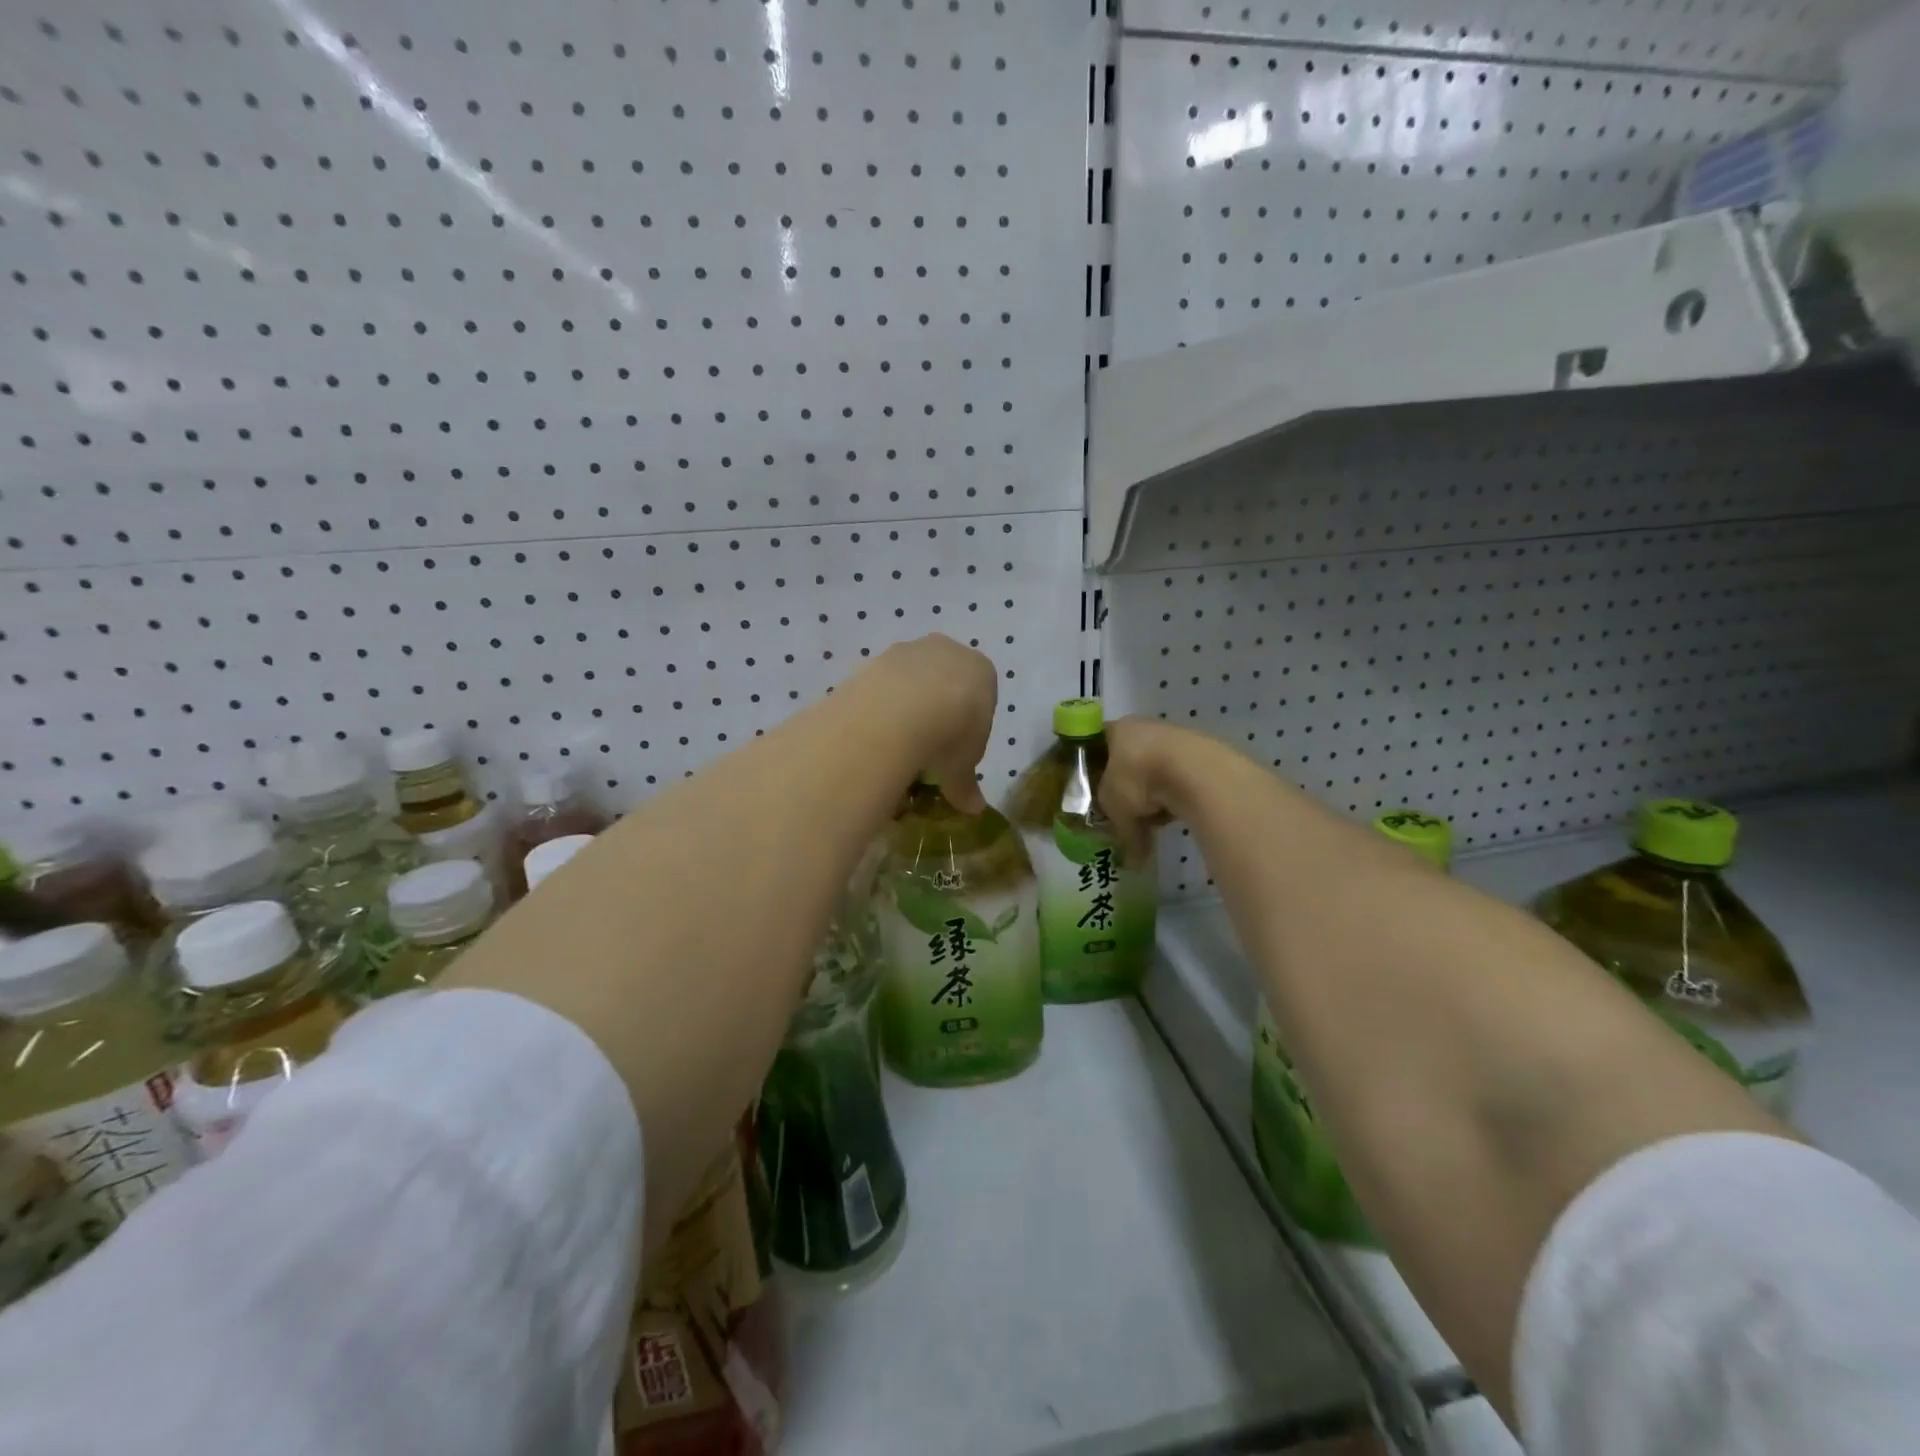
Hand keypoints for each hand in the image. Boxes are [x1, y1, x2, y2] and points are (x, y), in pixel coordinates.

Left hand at [862, 635, 997, 812]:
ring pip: (910, 681)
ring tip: (896, 744)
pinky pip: (880, 685)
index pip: (980, 699)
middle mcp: (947, 651)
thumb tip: (974, 809)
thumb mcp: (962, 767)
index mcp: (981, 671)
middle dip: (936, 712)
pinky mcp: (875, 658)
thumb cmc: (951, 734)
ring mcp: (909, 650)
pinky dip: (878, 706)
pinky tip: (874, 732)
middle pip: (944, 683)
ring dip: (904, 707)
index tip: (955, 752)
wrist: (900, 711)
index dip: (968, 729)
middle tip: (925, 749)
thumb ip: (967, 784)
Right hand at [1098, 717, 1220, 861]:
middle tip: (1122, 813)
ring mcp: (1174, 739)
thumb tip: (1130, 861)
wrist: (1195, 772)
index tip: (1090, 793)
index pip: (1095, 747)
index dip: (1091, 771)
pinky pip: (1178, 780)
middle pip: (1126, 761)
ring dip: (1152, 795)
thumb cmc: (1138, 779)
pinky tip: (1173, 815)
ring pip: (1154, 772)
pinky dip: (1174, 797)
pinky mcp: (1199, 755)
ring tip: (1151, 821)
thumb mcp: (1114, 807)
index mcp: (1116, 730)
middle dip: (1125, 789)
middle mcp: (1143, 728)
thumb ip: (1117, 829)